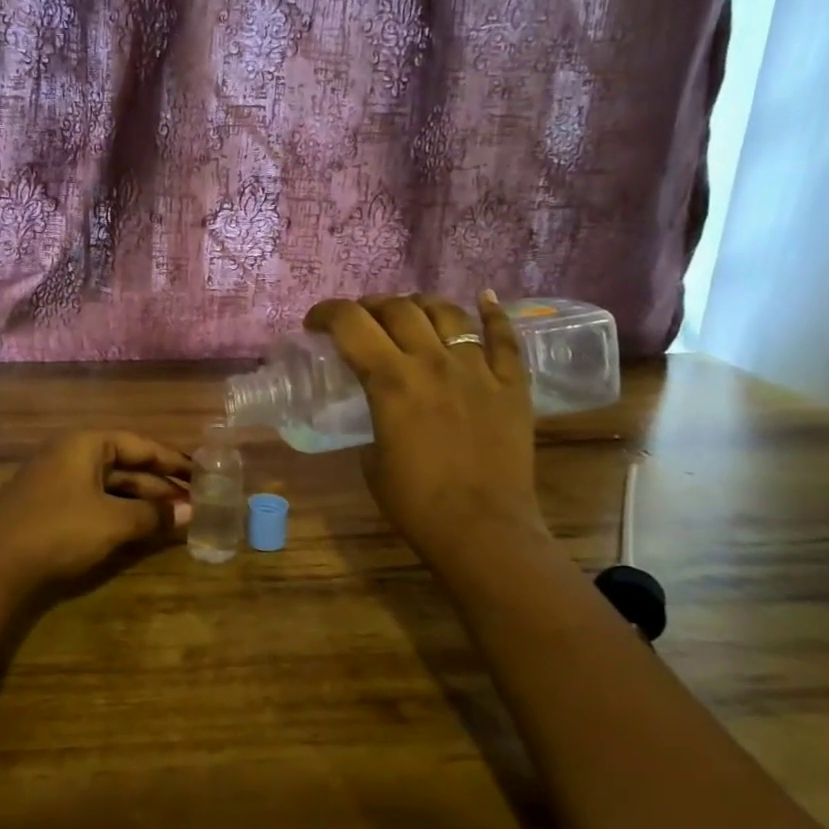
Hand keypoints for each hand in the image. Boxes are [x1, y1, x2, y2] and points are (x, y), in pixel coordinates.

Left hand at [0, 430, 191, 593]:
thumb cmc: (58, 531)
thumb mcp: (112, 522)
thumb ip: (153, 516)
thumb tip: (191, 514)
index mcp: (86, 444)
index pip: (141, 445)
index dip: (173, 460)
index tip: (203, 474)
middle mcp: (71, 455)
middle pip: (127, 466)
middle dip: (160, 486)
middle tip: (196, 503)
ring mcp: (58, 482)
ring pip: (111, 487)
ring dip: (142, 503)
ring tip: (176, 520)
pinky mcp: (50, 510)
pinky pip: (96, 503)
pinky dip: (121, 514)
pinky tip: (141, 531)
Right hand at [304, 291, 545, 567]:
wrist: (483, 531)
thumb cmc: (416, 503)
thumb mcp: (371, 460)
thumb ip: (373, 419)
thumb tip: (379, 407)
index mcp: (391, 381)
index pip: (350, 323)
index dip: (327, 313)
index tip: (315, 323)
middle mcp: (433, 362)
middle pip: (398, 308)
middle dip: (371, 306)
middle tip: (361, 320)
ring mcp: (477, 369)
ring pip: (448, 312)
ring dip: (421, 303)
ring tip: (411, 311)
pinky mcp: (512, 384)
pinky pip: (505, 337)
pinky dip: (494, 313)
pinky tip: (484, 298)